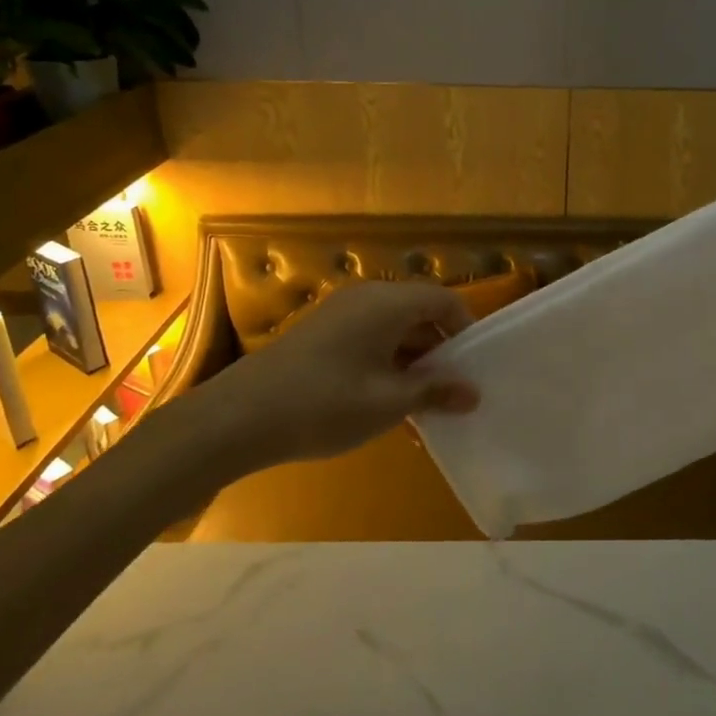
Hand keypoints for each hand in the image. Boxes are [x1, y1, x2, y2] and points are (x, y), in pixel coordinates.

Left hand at [201, 282, 480, 467]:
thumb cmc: (325, 403)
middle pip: (419, 313)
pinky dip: (387, 364)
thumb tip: (473, 393)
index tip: (475, 367)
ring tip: (423, 406)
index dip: (466, 330)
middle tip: (453, 391)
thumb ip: (435, 391)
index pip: (444, 300)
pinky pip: (369, 339)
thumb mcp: (389, 402)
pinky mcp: (321, 334)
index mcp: (387, 303)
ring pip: (394, 330)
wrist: (240, 417)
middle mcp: (365, 298)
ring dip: (414, 362)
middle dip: (441, 351)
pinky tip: (387, 404)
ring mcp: (340, 314)